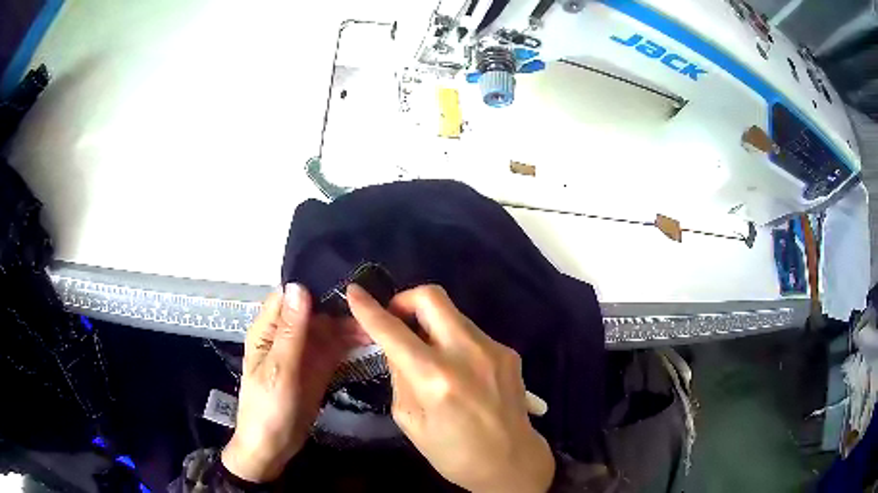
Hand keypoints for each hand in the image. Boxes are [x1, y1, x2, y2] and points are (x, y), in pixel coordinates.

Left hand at [221, 284, 360, 482]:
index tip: (345, 280)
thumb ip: (291, 331)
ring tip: (378, 322)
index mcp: (268, 330)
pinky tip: (370, 338)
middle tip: (374, 302)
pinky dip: (351, 342)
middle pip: (313, 310)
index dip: (314, 285)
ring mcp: (303, 352)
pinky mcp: (317, 368)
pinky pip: (335, 348)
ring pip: (327, 328)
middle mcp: (286, 335)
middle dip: (340, 305)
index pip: (289, 296)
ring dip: (350, 324)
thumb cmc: (268, 408)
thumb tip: (299, 286)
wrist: (274, 447)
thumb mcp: (279, 369)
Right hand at [347, 284, 555, 492]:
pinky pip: (471, 333)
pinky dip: (453, 341)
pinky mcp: (509, 352)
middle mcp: (467, 353)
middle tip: (397, 322)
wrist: (512, 461)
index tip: (355, 292)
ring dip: (431, 323)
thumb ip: (400, 377)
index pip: (393, 331)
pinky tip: (457, 370)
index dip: (369, 308)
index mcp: (435, 378)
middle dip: (405, 300)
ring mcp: (493, 349)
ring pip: (453, 313)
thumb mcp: (410, 421)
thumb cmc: (453, 452)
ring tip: (428, 353)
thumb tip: (396, 348)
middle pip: (431, 296)